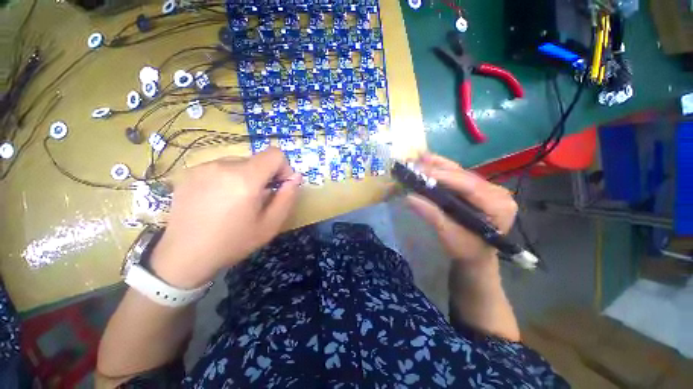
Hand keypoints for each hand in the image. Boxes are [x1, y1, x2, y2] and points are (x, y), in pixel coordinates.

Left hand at [150, 147, 301, 288]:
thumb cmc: (232, 242)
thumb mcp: (270, 224)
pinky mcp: (189, 173)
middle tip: (257, 200)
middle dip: (264, 176)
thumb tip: (296, 177)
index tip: (278, 186)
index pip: (274, 154)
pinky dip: (227, 178)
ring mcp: (203, 167)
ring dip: (245, 177)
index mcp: (245, 178)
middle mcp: (223, 165)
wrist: (183, 256)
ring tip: (236, 201)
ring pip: (239, 163)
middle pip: (257, 160)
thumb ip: (287, 197)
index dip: (283, 168)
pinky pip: (219, 168)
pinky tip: (218, 200)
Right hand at [406, 153, 517, 267]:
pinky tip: (428, 161)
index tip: (421, 171)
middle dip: (437, 169)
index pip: (469, 186)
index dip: (444, 176)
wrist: (476, 254)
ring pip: (460, 172)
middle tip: (414, 164)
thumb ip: (432, 215)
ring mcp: (489, 188)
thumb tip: (409, 197)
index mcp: (498, 206)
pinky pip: (458, 174)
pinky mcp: (478, 187)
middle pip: (464, 175)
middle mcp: (497, 192)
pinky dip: (441, 169)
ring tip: (418, 158)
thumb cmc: (466, 249)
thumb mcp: (449, 235)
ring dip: (438, 165)